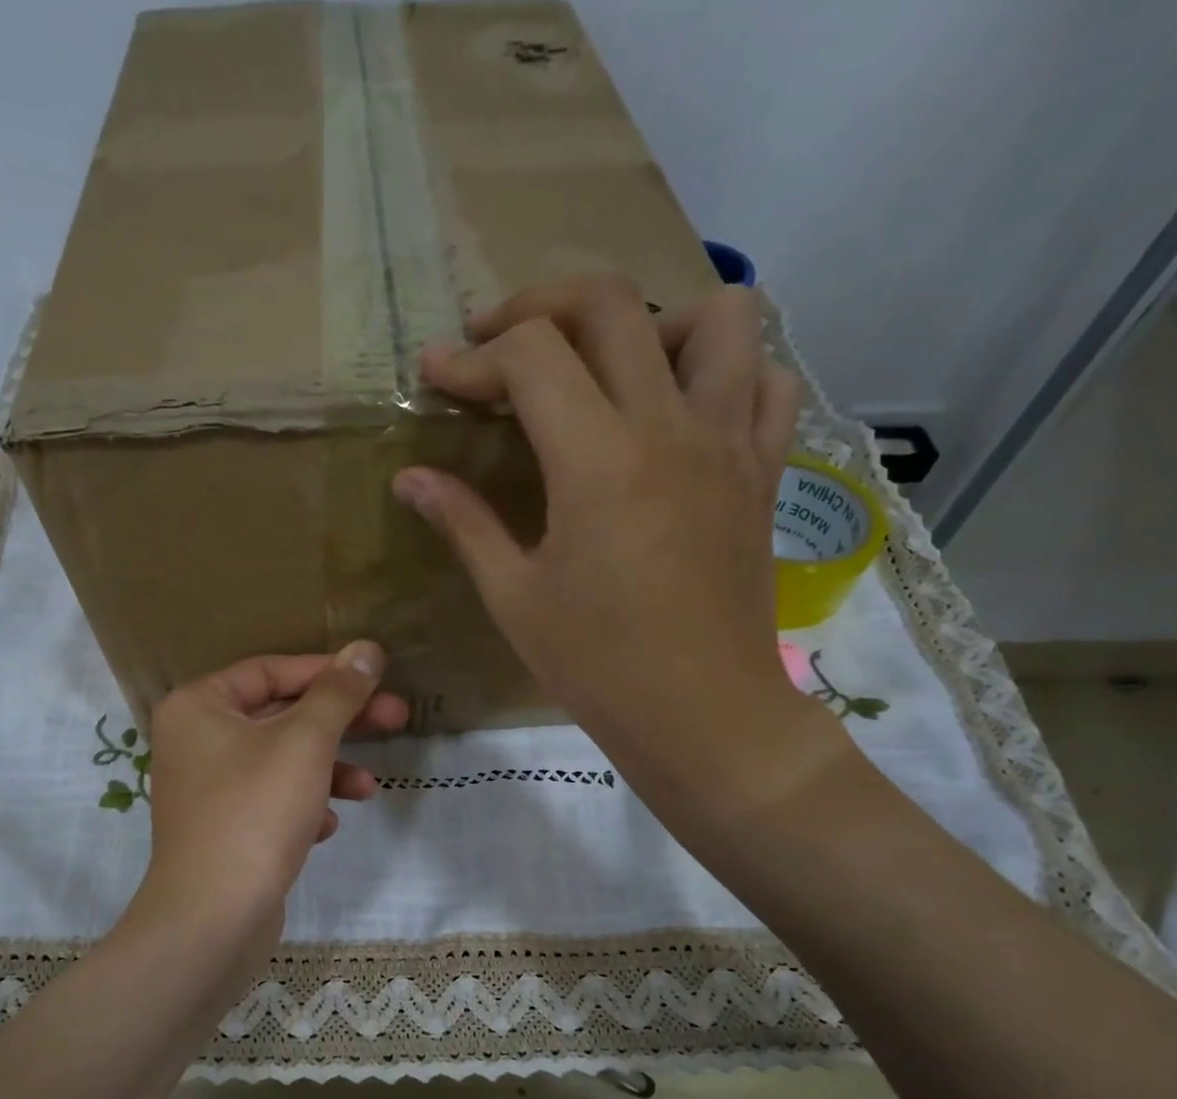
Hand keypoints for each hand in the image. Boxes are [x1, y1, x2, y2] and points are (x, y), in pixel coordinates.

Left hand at [135, 644, 408, 942]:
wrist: (213, 918)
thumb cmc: (256, 812)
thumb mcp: (305, 743)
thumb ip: (338, 693)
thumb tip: (366, 648)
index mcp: (199, 706)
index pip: (272, 671)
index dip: (329, 672)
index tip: (378, 678)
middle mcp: (195, 740)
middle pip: (281, 715)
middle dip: (341, 723)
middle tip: (398, 718)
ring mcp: (208, 787)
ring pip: (282, 762)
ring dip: (328, 770)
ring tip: (368, 789)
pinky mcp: (224, 828)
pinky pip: (271, 800)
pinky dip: (303, 806)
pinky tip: (324, 829)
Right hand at [392, 275, 840, 823]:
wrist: (701, 715)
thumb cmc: (596, 666)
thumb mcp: (514, 598)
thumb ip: (464, 523)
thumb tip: (411, 478)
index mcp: (597, 461)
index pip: (530, 357)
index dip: (471, 358)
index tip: (435, 377)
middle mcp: (669, 427)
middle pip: (610, 305)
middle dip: (538, 307)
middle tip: (498, 347)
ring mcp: (729, 443)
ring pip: (716, 318)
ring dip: (651, 321)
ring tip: (609, 368)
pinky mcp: (763, 472)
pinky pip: (765, 383)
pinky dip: (726, 373)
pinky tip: (683, 411)